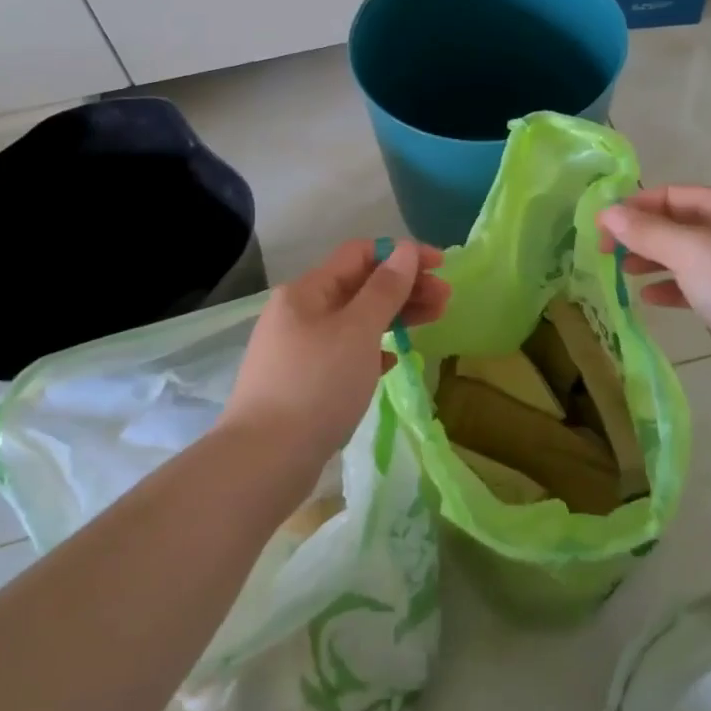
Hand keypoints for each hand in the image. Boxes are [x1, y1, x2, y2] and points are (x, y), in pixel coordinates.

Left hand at [221, 238, 448, 472]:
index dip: (402, 254)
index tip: (441, 266)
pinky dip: (372, 350)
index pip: (359, 254)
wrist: (264, 460)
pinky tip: (392, 361)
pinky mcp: (302, 382)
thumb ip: (385, 288)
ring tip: (432, 322)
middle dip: (405, 287)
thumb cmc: (317, 385)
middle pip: (359, 286)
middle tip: (446, 300)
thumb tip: (405, 250)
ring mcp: (298, 348)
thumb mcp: (358, 331)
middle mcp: (299, 312)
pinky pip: (345, 353)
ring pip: (355, 320)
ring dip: (394, 316)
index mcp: (307, 290)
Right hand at [598, 186, 710, 393]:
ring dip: (655, 260)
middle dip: (642, 235)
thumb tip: (607, 212)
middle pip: (680, 222)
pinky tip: (652, 300)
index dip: (633, 208)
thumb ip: (646, 231)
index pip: (671, 194)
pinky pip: (703, 283)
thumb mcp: (689, 252)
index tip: (599, 230)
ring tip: (624, 274)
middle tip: (606, 255)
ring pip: (690, 254)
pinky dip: (675, 287)